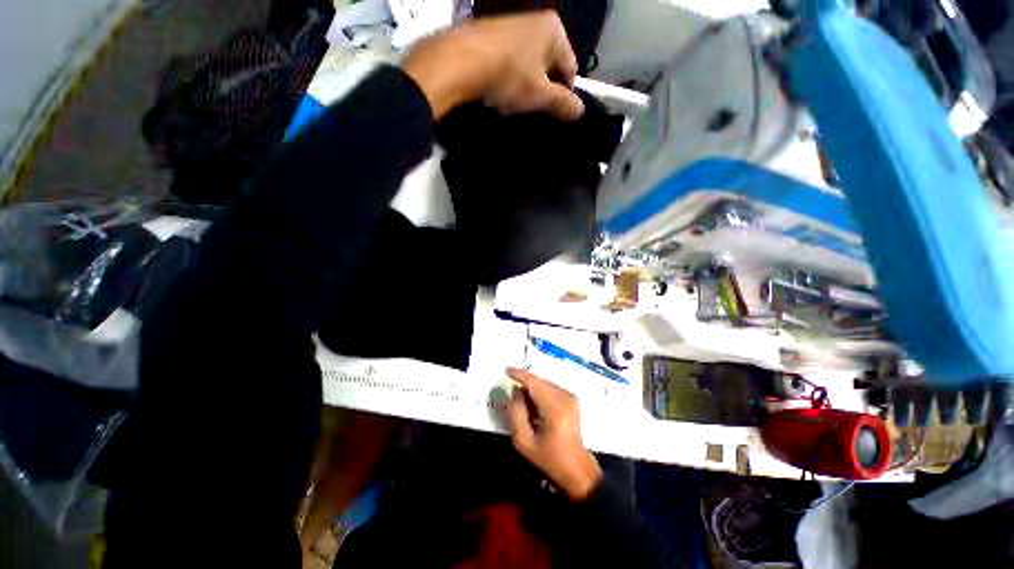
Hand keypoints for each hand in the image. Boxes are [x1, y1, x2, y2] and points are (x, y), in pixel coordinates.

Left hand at [403, 12, 584, 119]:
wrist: (459, 61)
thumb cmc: (509, 75)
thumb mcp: (540, 94)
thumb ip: (563, 103)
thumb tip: (580, 111)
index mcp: (554, 30)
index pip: (570, 68)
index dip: (564, 94)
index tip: (553, 112)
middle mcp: (535, 20)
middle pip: (548, 67)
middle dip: (541, 91)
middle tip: (529, 108)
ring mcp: (511, 25)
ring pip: (528, 66)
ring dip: (523, 88)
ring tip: (510, 102)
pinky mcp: (491, 35)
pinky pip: (509, 62)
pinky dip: (507, 79)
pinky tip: (496, 91)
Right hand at [505, 367, 602, 500]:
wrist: (575, 466)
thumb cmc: (548, 457)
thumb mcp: (523, 441)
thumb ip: (516, 413)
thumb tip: (516, 391)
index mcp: (555, 410)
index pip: (535, 384)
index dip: (520, 375)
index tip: (507, 370)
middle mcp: (565, 398)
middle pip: (540, 382)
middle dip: (525, 384)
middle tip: (514, 398)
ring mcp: (571, 397)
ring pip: (544, 383)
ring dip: (532, 389)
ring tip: (527, 407)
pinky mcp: (572, 398)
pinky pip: (550, 387)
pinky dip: (540, 392)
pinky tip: (536, 407)